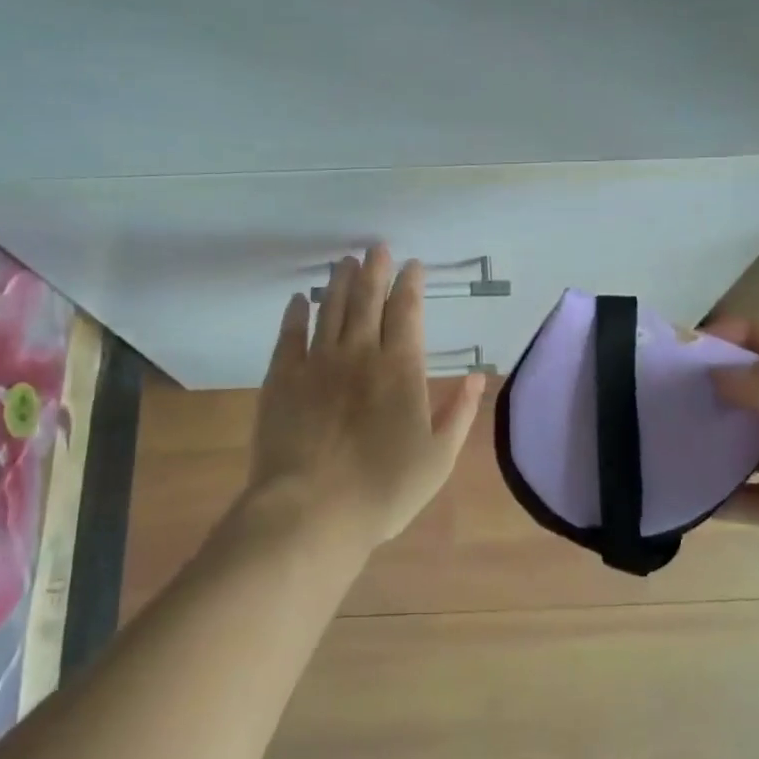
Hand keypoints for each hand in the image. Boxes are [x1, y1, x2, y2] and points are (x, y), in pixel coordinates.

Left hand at [242, 247, 485, 551]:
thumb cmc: (383, 489)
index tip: (412, 265)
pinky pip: (290, 334)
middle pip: (368, 299)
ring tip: (345, 261)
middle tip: (377, 248)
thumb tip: (476, 375)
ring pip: (331, 308)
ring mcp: (317, 362)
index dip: (410, 284)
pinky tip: (300, 299)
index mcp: (401, 369)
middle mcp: (360, 353)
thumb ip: (459, 412)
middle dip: (375, 270)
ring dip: (340, 282)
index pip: (407, 312)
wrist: (311, 510)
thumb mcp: (438, 458)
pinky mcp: (282, 377)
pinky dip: (296, 313)